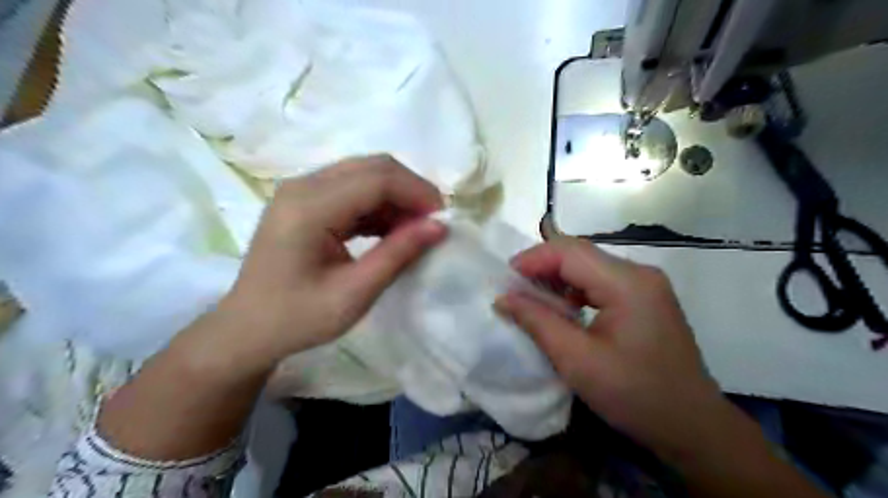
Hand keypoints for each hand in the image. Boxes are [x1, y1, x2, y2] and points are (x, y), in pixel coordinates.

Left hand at [210, 155, 443, 370]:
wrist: (248, 329)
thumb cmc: (297, 318)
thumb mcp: (354, 294)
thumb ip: (397, 255)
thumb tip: (439, 227)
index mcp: (309, 207)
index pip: (377, 179)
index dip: (417, 193)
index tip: (443, 221)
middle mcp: (303, 186)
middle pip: (373, 167)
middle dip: (411, 190)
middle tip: (433, 224)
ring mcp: (302, 190)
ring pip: (365, 174)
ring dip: (397, 197)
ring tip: (415, 231)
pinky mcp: (306, 201)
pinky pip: (353, 189)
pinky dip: (379, 205)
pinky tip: (392, 231)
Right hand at [494, 238, 728, 458]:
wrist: (692, 427)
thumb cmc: (634, 395)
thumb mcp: (577, 360)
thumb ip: (537, 322)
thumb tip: (503, 298)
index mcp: (628, 283)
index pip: (570, 252)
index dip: (533, 259)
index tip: (504, 278)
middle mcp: (639, 274)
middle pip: (580, 254)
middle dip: (542, 267)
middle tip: (513, 289)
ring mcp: (645, 285)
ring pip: (589, 266)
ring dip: (557, 278)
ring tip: (531, 298)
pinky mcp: (645, 299)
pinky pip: (601, 282)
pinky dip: (575, 289)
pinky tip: (562, 308)